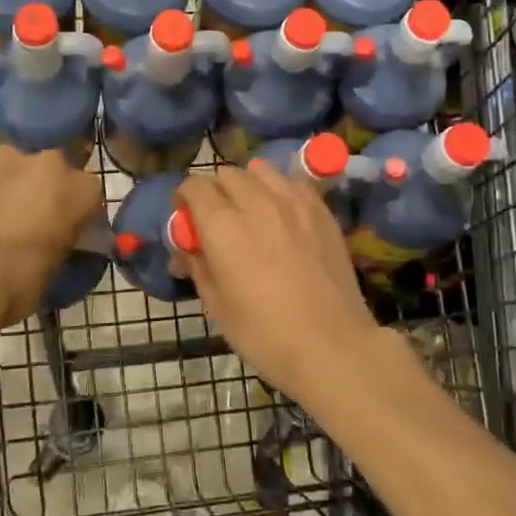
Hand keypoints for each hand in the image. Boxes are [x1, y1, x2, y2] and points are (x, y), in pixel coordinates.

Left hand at [0, 146, 101, 361]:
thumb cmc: (12, 283)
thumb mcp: (52, 274)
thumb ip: (60, 247)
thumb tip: (54, 243)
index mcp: (76, 190)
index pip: (89, 196)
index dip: (78, 215)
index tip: (67, 234)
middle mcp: (44, 163)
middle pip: (51, 173)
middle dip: (42, 193)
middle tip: (28, 225)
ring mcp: (0, 159)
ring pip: (13, 170)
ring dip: (8, 189)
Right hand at [175, 160, 379, 405]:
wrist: (331, 345)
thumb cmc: (265, 334)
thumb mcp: (217, 306)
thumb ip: (198, 267)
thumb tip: (187, 250)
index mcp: (222, 225)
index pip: (194, 186)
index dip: (184, 198)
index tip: (185, 217)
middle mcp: (255, 201)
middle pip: (225, 174)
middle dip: (214, 191)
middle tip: (216, 218)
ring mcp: (292, 201)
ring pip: (260, 170)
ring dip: (247, 184)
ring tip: (251, 209)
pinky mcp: (320, 208)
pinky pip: (292, 181)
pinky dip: (280, 189)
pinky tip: (283, 214)